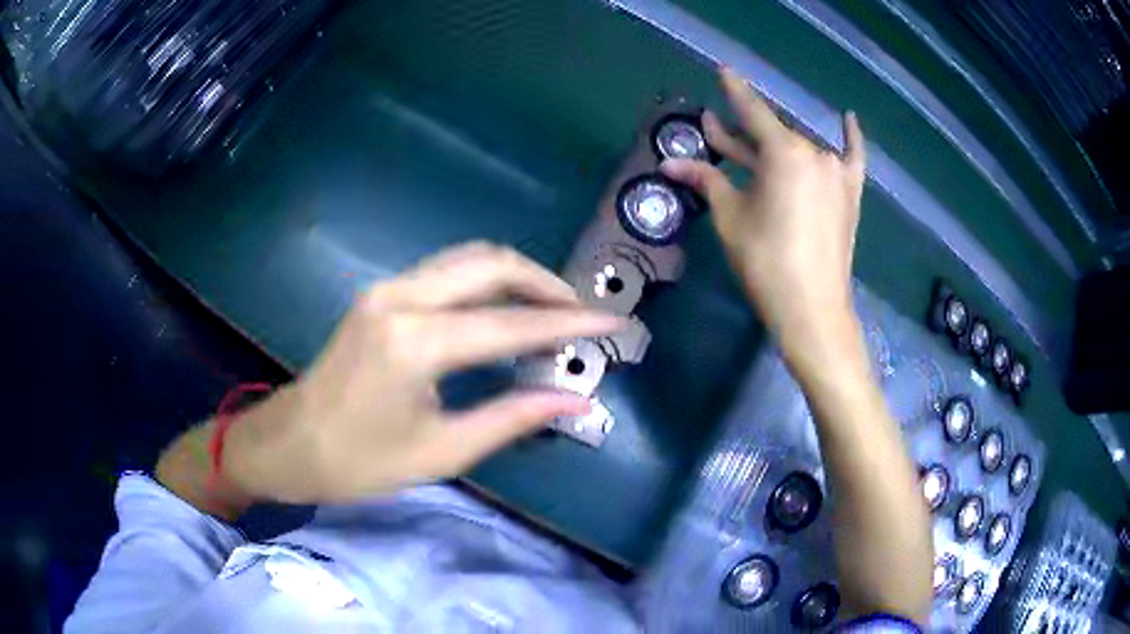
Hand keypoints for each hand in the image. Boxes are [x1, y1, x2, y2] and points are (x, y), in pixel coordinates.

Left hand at [223, 242, 621, 503]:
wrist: (289, 444)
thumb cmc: (359, 462)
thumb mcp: (441, 451)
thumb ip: (513, 418)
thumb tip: (576, 401)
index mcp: (415, 344)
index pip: (511, 324)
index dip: (570, 323)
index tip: (615, 323)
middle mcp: (402, 299)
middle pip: (491, 264)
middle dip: (546, 283)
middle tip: (582, 313)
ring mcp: (387, 289)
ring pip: (469, 259)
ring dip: (517, 276)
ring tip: (553, 309)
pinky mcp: (381, 293)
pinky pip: (447, 271)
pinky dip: (487, 282)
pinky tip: (505, 309)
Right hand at [661, 68, 865, 358]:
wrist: (812, 309)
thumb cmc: (766, 262)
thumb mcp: (730, 218)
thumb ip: (707, 180)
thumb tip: (670, 164)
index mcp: (784, 152)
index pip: (752, 112)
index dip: (735, 91)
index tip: (724, 71)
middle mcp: (815, 152)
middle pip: (774, 134)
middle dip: (743, 133)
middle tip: (716, 128)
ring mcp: (838, 172)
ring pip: (802, 148)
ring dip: (776, 146)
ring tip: (755, 148)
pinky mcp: (851, 195)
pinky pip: (853, 157)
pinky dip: (851, 138)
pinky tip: (849, 119)